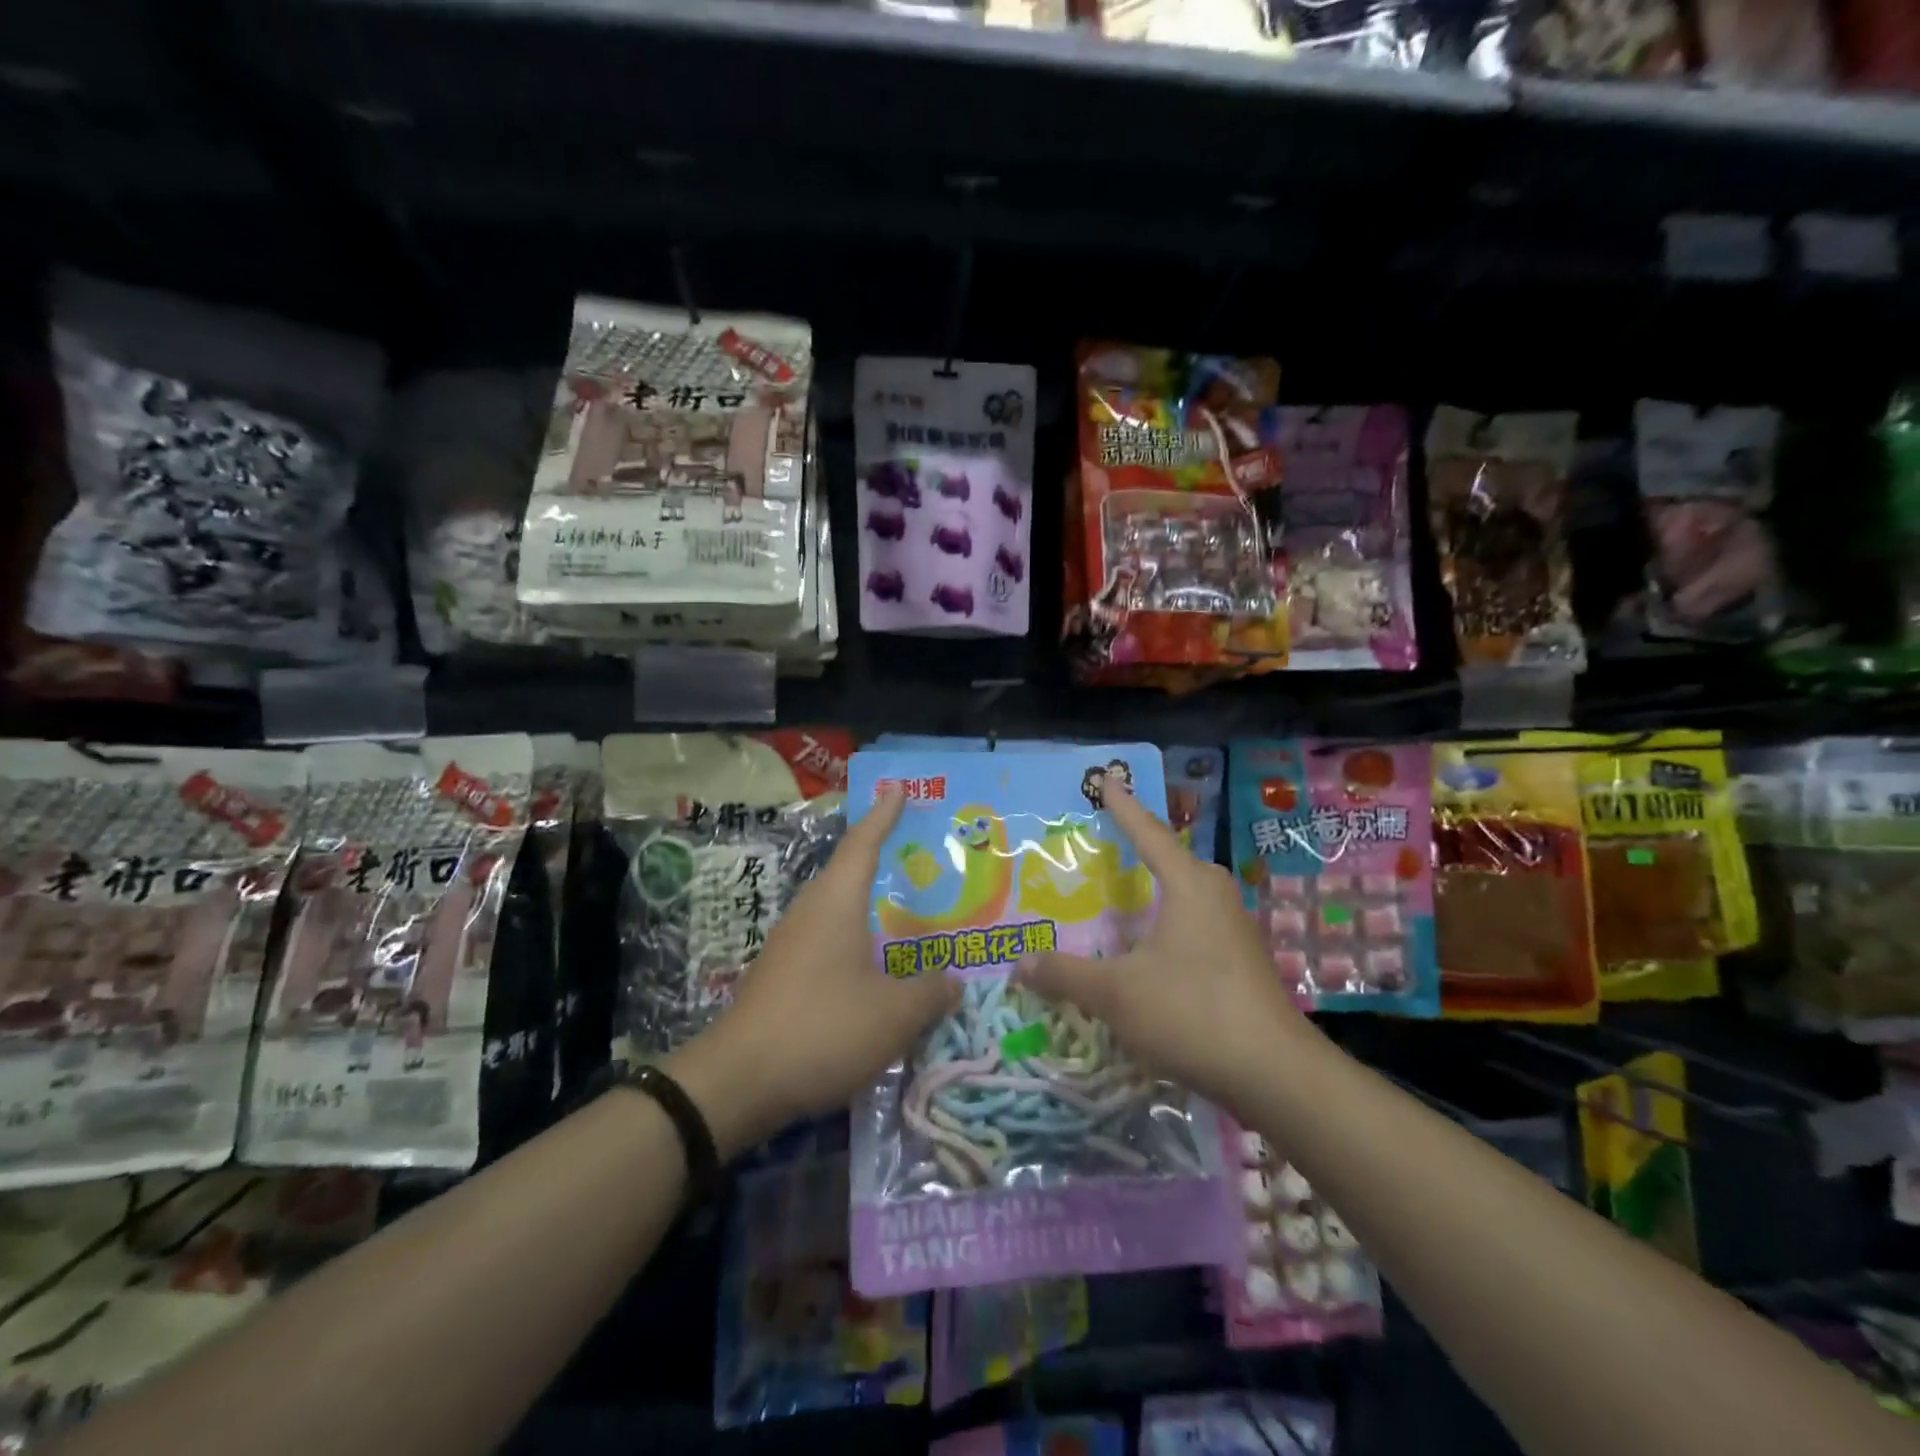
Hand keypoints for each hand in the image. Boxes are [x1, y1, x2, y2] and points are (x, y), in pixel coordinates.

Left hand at [669, 785, 957, 1155]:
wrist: (737, 1082)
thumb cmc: (821, 1029)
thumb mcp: (893, 1015)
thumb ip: (930, 993)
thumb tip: (953, 981)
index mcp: (836, 902)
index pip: (863, 843)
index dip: (884, 814)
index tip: (897, 786)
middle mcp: (810, 913)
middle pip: (849, 873)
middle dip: (883, 860)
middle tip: (923, 857)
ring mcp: (790, 945)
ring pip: (839, 911)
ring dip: (871, 907)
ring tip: (909, 915)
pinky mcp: (782, 976)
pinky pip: (828, 942)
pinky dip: (857, 942)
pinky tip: (876, 968)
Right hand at [1013, 782, 1304, 1112]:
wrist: (1275, 1074)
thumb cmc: (1192, 1012)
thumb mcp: (1117, 993)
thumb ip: (1066, 974)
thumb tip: (1020, 963)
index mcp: (1189, 885)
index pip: (1148, 833)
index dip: (1123, 807)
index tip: (1107, 780)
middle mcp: (1215, 896)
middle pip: (1169, 862)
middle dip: (1136, 851)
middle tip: (1099, 845)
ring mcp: (1234, 929)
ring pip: (1183, 897)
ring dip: (1150, 894)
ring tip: (1116, 898)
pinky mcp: (1241, 962)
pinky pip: (1193, 926)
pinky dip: (1163, 925)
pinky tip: (1145, 949)